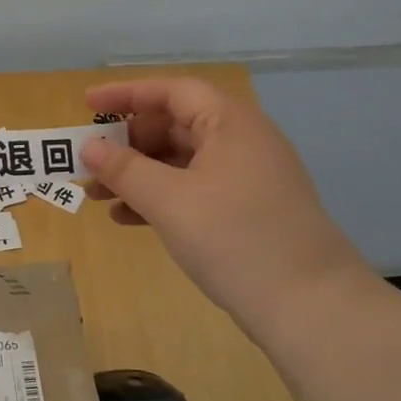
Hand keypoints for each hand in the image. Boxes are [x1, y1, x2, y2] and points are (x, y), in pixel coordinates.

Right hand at [80, 79, 365, 323]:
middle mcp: (241, 141)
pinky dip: (160, 198)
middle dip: (127, 143)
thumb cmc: (237, 239)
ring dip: (138, 174)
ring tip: (97, 197)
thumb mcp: (170, 201)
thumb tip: (89, 147)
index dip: (126, 94)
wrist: (313, 309)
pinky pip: (193, 190)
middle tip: (90, 161)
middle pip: (174, 125)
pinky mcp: (247, 211)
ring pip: (181, 162)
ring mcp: (247, 178)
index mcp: (230, 123)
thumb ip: (124, 169)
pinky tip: (128, 219)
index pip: (172, 91)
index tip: (86, 105)